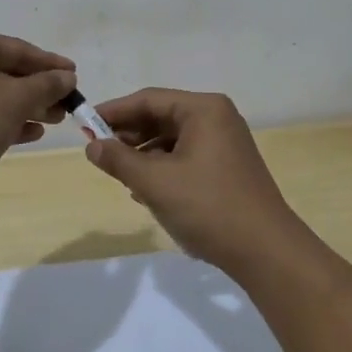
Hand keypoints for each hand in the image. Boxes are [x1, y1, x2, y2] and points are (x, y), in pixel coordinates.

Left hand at [0, 29, 77, 190]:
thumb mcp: (15, 100)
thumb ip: (46, 85)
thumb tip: (67, 77)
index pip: (18, 48)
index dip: (50, 63)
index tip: (75, 75)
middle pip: (5, 71)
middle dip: (39, 89)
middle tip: (67, 104)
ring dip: (25, 106)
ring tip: (53, 121)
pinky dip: (4, 119)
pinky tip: (29, 133)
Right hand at [84, 88, 306, 274]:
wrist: (266, 251)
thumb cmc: (208, 207)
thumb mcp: (156, 183)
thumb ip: (120, 160)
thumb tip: (92, 145)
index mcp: (203, 109)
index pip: (149, 99)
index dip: (114, 111)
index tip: (85, 124)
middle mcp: (216, 117)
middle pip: (162, 117)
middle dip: (129, 135)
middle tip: (99, 152)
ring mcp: (225, 142)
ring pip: (173, 139)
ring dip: (144, 155)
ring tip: (120, 176)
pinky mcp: (228, 166)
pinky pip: (186, 156)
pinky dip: (164, 168)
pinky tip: (147, 191)